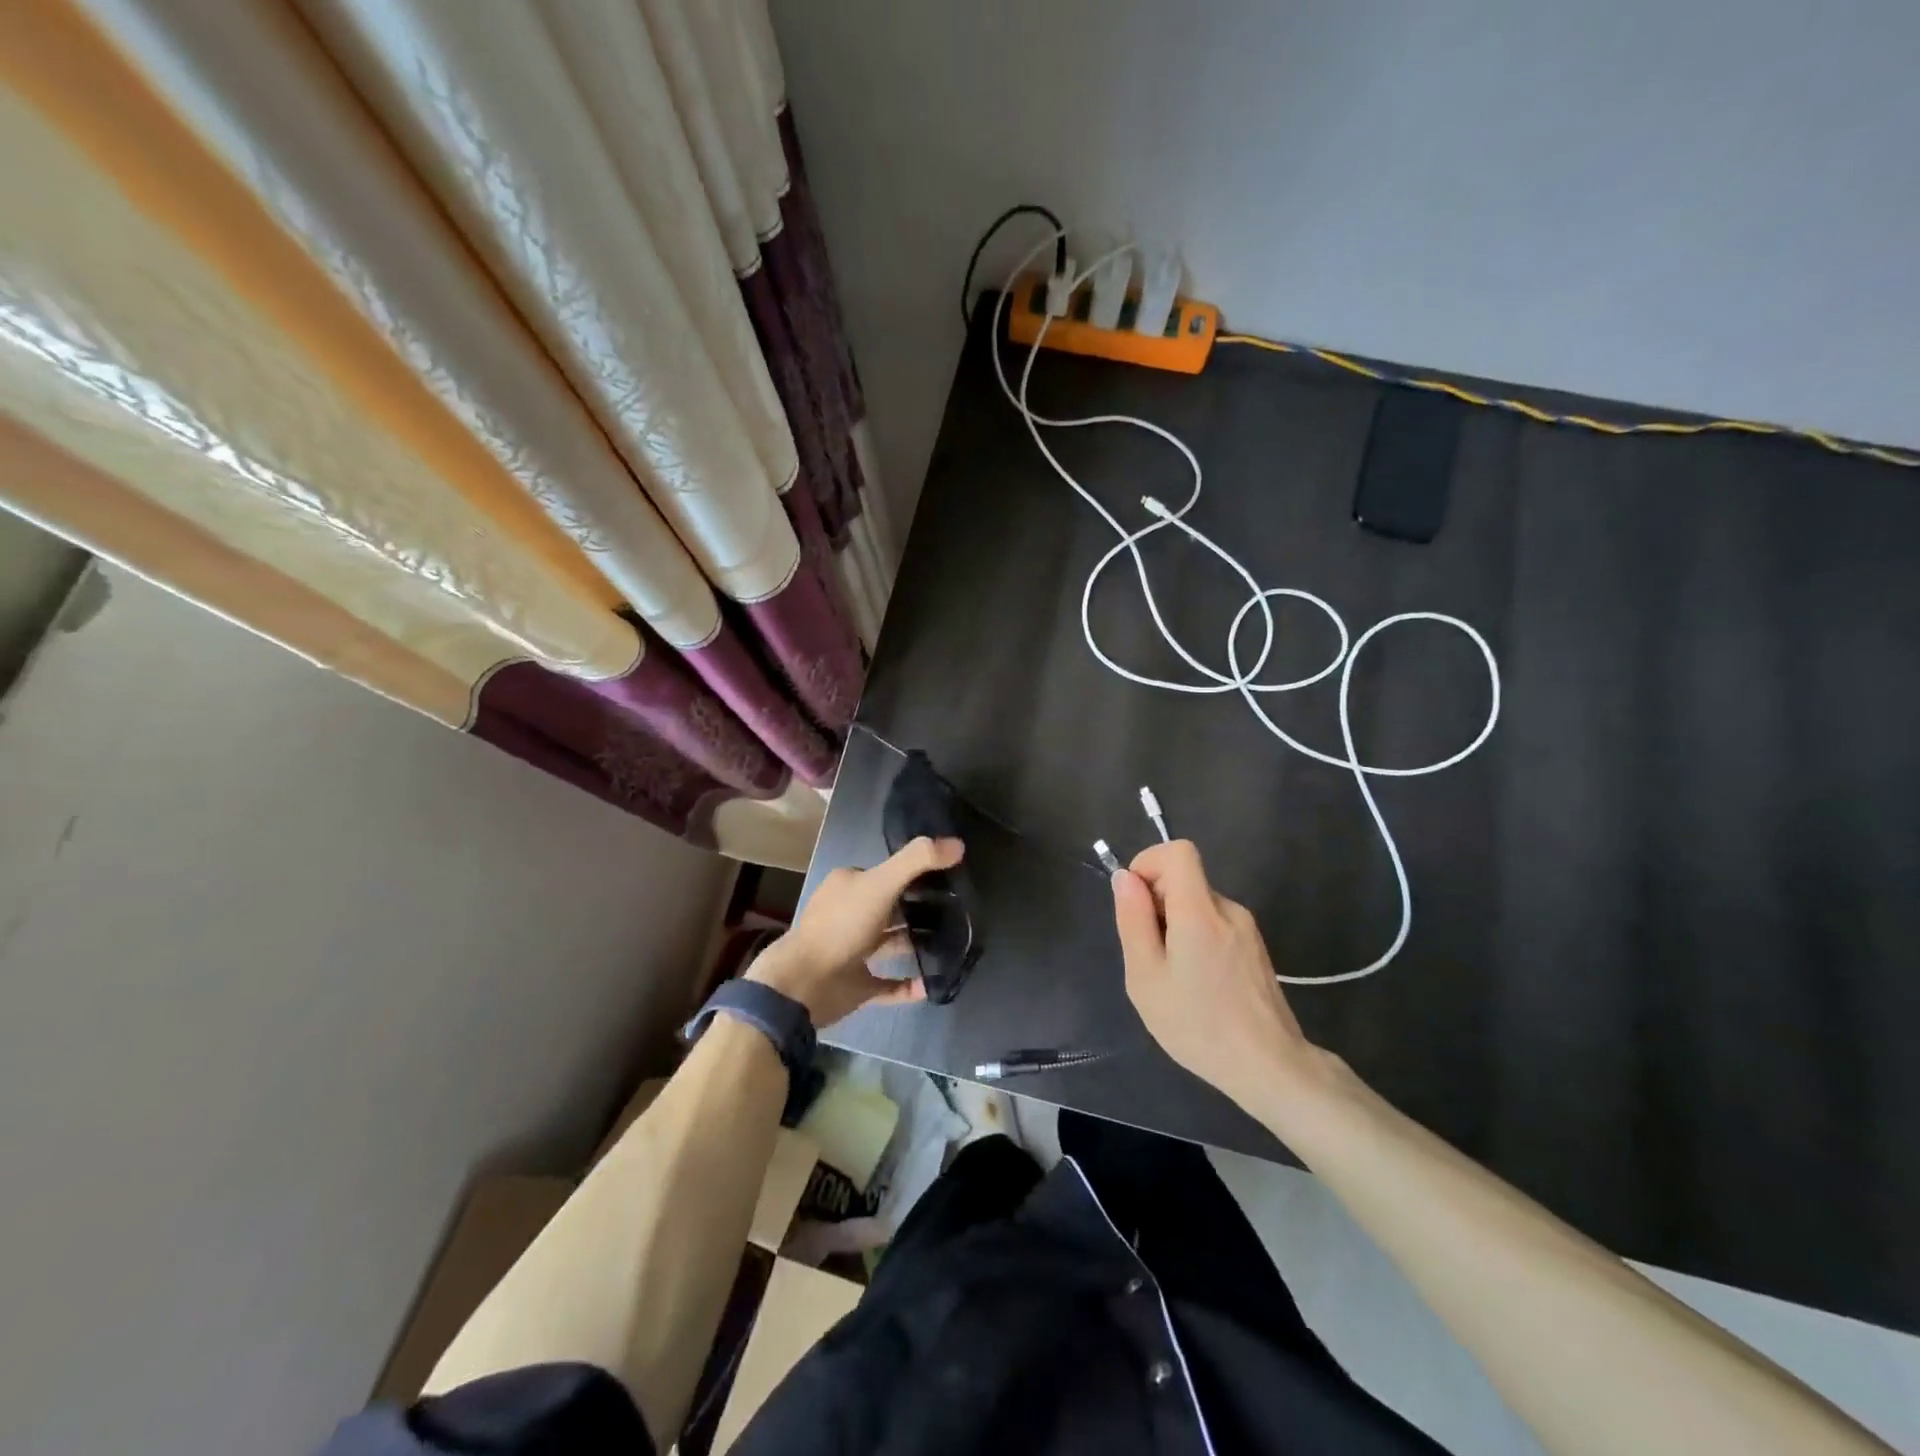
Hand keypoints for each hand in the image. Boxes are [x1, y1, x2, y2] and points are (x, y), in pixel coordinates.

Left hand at [748, 837, 964, 1027]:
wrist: (805, 984)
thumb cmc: (841, 926)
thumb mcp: (881, 883)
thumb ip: (917, 861)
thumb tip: (958, 843)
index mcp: (847, 886)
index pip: (884, 874)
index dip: (913, 875)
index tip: (947, 879)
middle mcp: (848, 915)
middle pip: (889, 908)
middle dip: (918, 909)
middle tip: (956, 912)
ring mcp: (852, 952)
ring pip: (890, 943)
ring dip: (915, 944)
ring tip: (952, 944)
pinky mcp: (855, 985)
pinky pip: (889, 984)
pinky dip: (909, 985)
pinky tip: (931, 984)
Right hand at [1111, 840, 1319, 1113]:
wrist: (1269, 1067)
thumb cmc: (1198, 1024)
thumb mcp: (1146, 977)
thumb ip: (1133, 920)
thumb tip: (1125, 878)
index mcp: (1200, 911)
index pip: (1178, 850)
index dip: (1149, 863)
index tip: (1136, 904)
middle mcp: (1228, 909)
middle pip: (1185, 879)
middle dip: (1157, 904)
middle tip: (1150, 955)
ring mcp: (1246, 928)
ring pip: (1198, 904)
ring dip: (1175, 925)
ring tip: (1173, 976)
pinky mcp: (1255, 947)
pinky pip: (1215, 924)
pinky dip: (1195, 939)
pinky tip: (1197, 984)